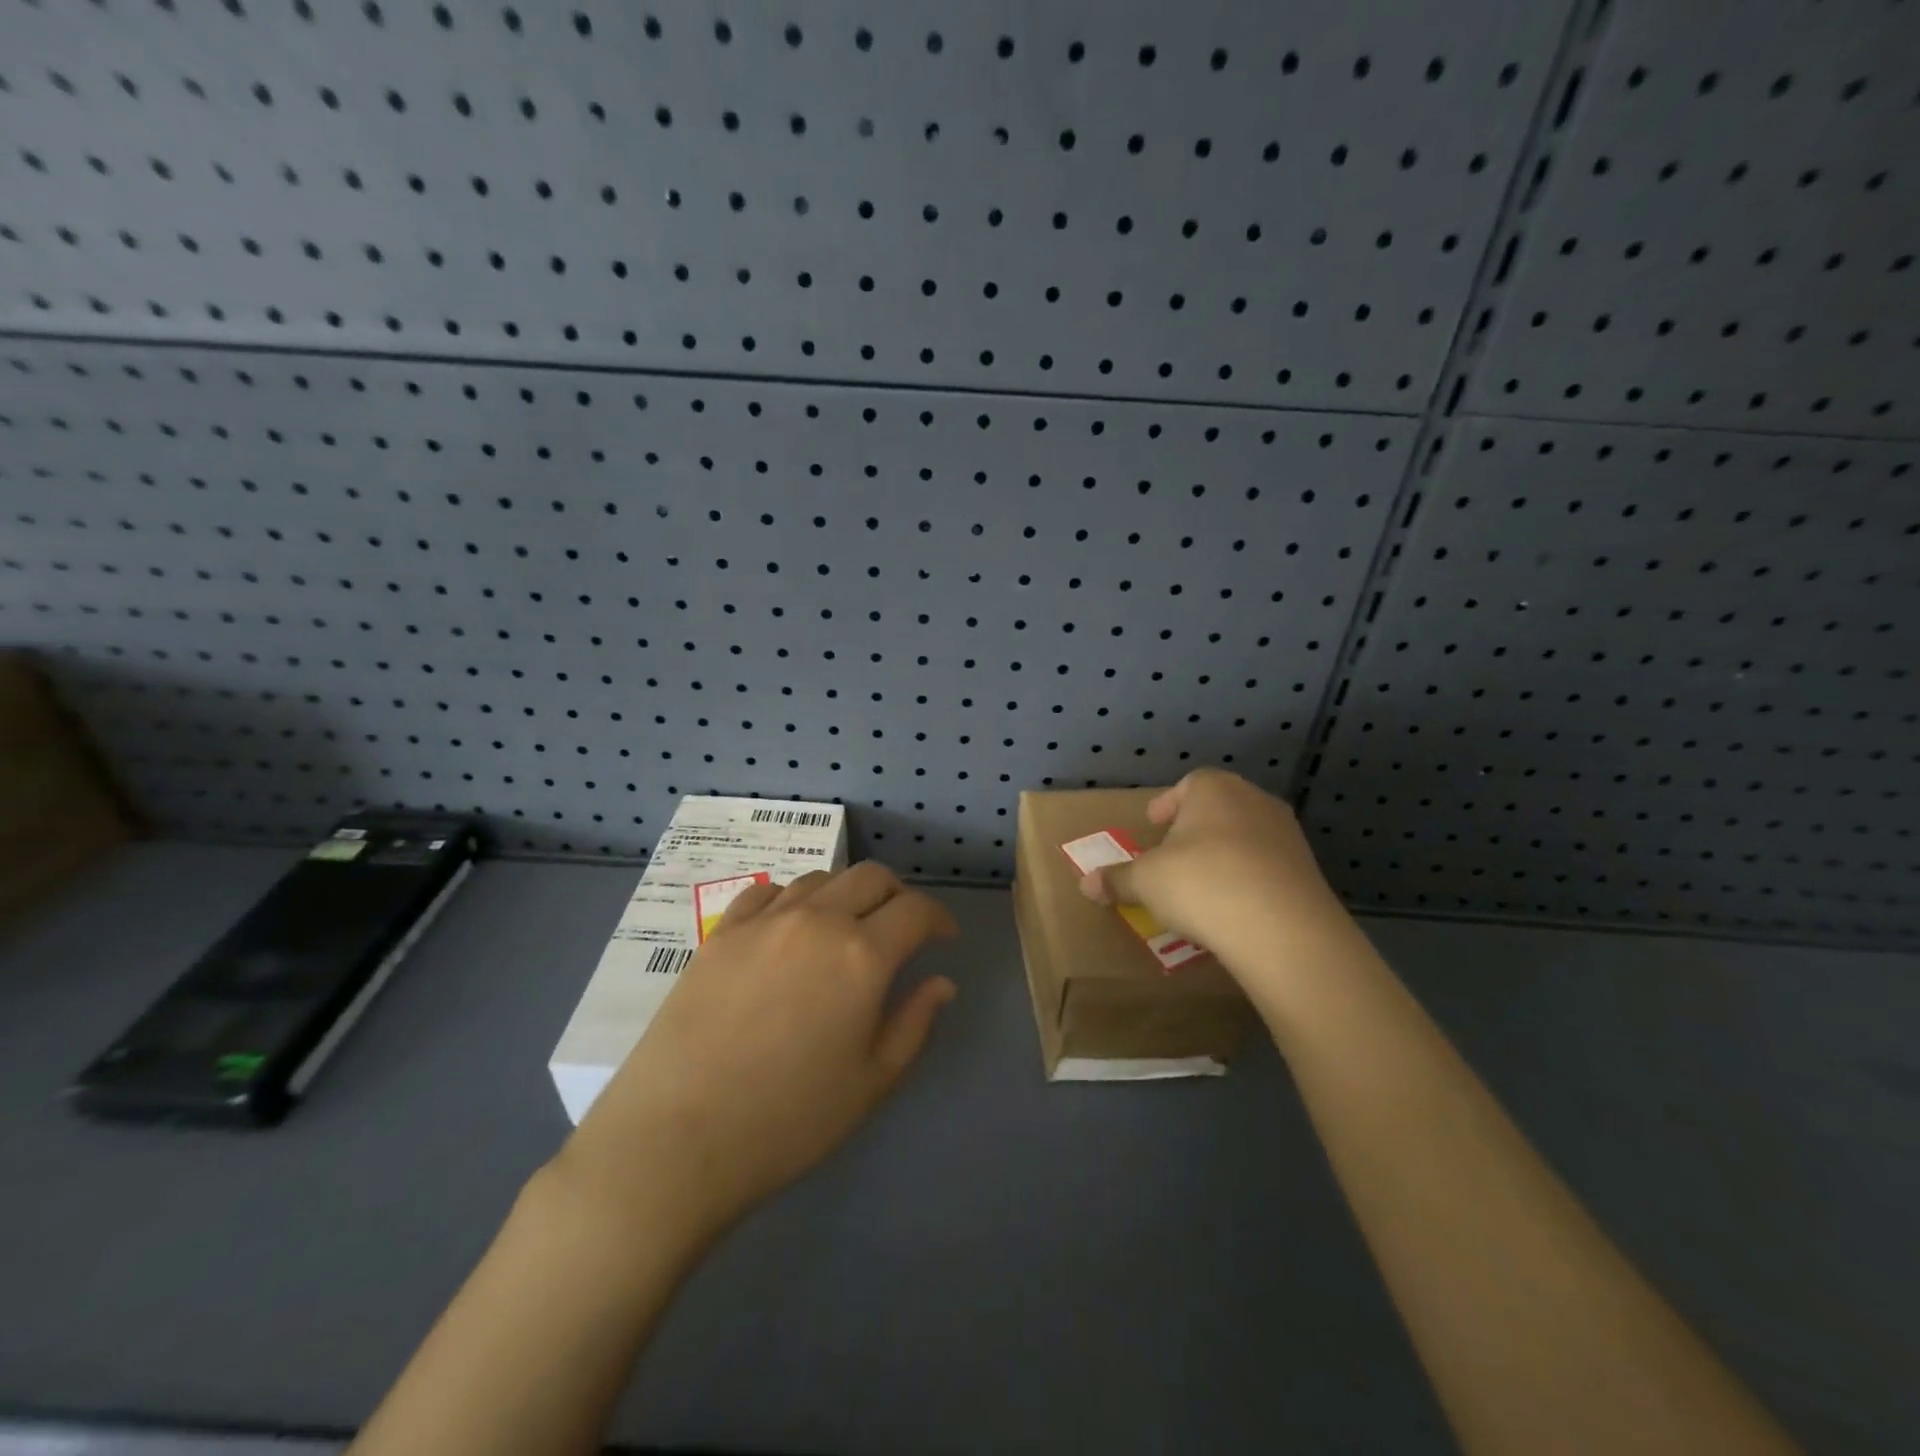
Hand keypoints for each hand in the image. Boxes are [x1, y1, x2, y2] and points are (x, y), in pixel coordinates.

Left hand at [551, 863, 957, 1245]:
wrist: (677, 1140)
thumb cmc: (789, 1120)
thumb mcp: (872, 1081)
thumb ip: (914, 1022)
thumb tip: (940, 983)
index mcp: (862, 955)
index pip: (915, 910)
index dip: (938, 918)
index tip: (943, 938)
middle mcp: (817, 921)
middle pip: (871, 877)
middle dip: (898, 895)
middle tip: (901, 927)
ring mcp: (763, 921)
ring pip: (820, 878)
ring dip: (846, 893)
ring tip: (845, 927)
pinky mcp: (721, 933)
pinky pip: (765, 893)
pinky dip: (792, 900)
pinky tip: (789, 927)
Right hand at [1077, 769, 1355, 972]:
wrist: (1282, 929)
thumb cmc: (1201, 883)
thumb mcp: (1145, 881)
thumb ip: (1117, 879)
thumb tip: (1086, 884)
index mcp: (1214, 789)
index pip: (1189, 783)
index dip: (1168, 803)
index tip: (1154, 824)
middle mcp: (1254, 801)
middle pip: (1219, 808)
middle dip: (1195, 829)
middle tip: (1174, 855)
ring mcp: (1287, 835)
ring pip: (1246, 837)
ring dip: (1224, 855)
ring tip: (1202, 885)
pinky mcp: (1308, 871)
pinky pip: (1268, 868)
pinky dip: (1249, 880)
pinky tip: (1233, 908)